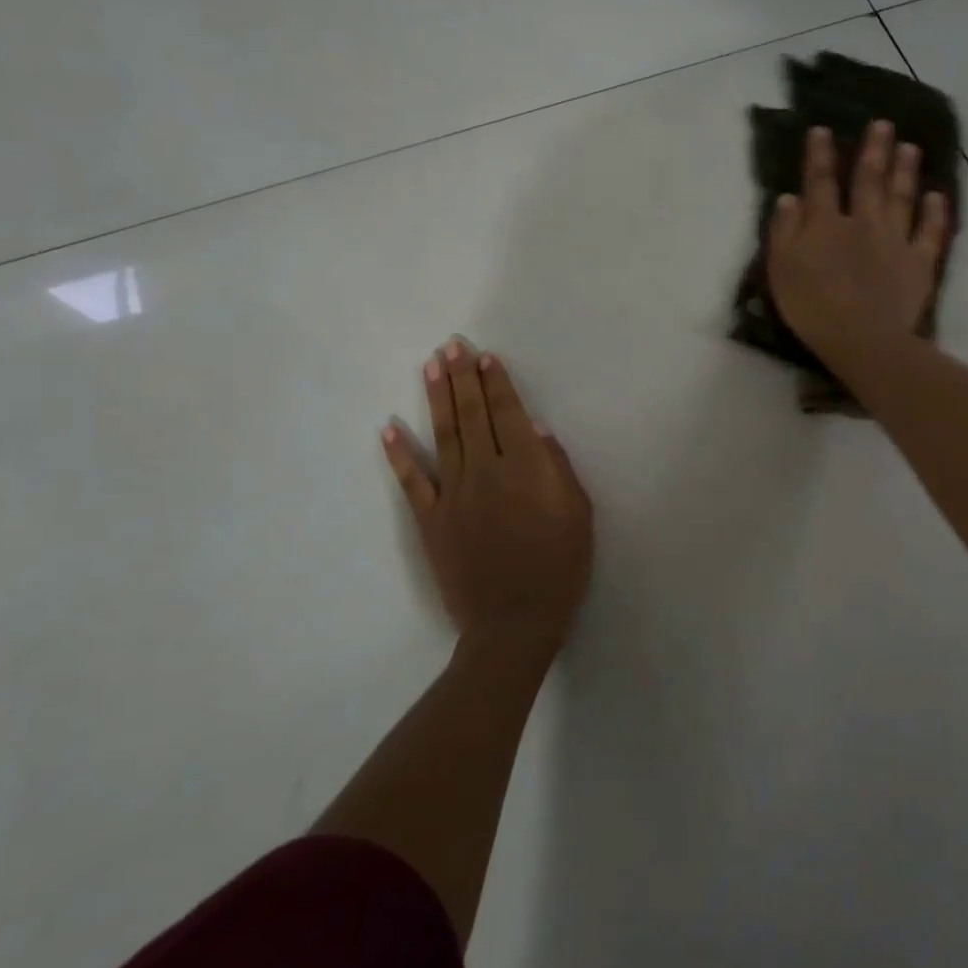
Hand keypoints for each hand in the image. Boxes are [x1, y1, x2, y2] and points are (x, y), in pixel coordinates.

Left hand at [382, 339, 593, 657]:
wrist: (515, 621)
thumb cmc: (559, 566)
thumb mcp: (579, 514)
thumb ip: (558, 468)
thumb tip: (537, 431)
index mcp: (525, 468)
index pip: (508, 414)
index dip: (496, 383)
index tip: (485, 357)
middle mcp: (485, 471)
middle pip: (473, 415)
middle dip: (463, 377)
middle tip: (451, 346)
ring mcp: (453, 495)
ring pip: (443, 436)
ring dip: (436, 398)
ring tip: (430, 367)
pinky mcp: (431, 520)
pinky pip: (412, 481)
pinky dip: (399, 454)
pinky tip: (389, 428)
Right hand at [766, 120, 950, 367]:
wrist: (861, 338)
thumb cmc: (812, 306)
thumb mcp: (781, 269)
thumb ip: (784, 231)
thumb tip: (789, 197)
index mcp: (825, 224)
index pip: (821, 182)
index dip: (820, 155)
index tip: (822, 130)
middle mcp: (863, 222)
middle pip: (869, 180)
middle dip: (874, 150)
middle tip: (883, 124)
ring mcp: (896, 240)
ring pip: (902, 198)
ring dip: (906, 171)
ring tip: (911, 147)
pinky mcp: (919, 263)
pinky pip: (930, 232)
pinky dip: (935, 213)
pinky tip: (937, 196)